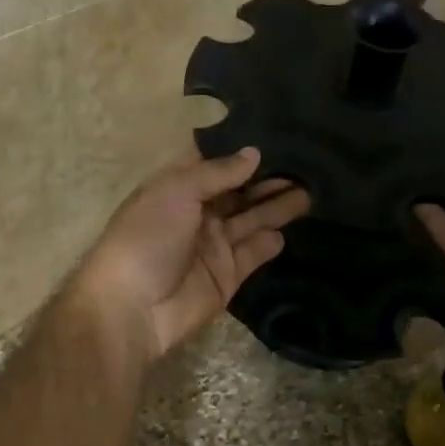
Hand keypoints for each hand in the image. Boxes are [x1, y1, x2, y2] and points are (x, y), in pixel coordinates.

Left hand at [75, 149, 309, 362]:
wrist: (133, 308)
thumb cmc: (148, 237)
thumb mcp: (177, 191)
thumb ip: (218, 172)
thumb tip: (254, 153)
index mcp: (178, 188)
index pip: (216, 164)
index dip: (242, 152)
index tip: (278, 137)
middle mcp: (198, 213)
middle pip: (239, 192)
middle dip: (268, 180)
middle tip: (307, 166)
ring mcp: (214, 246)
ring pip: (252, 220)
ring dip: (277, 206)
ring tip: (311, 191)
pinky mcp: (227, 276)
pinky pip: (254, 253)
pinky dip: (270, 243)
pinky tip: (289, 230)